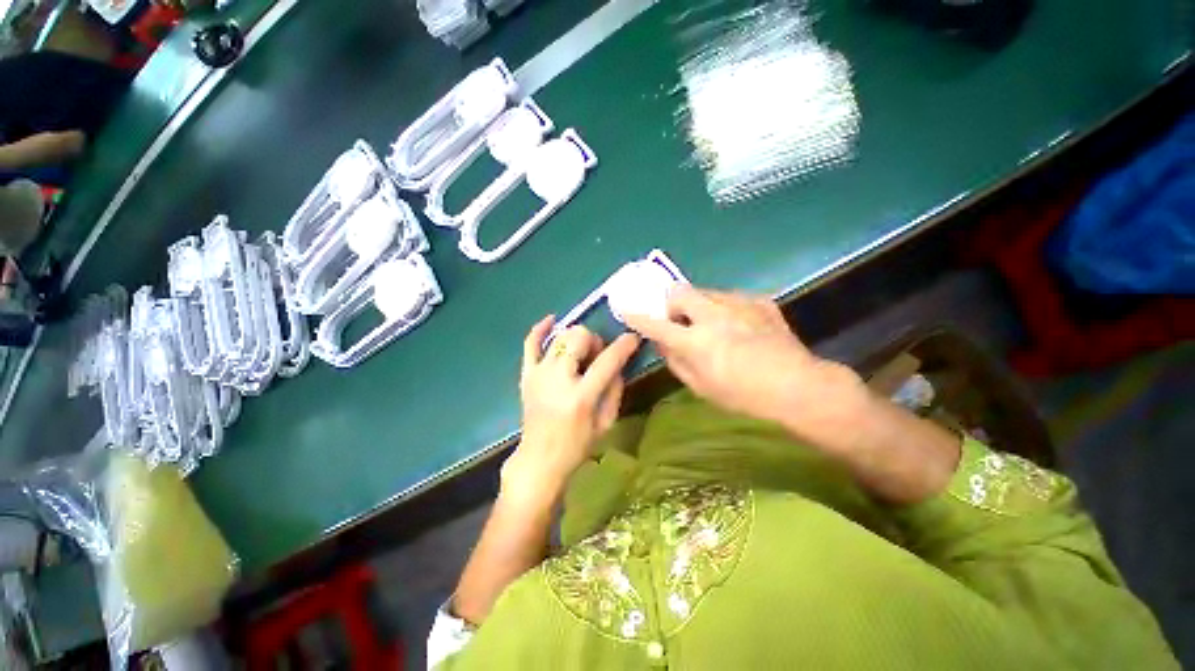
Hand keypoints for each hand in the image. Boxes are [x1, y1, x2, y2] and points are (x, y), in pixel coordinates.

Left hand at [503, 317, 640, 505]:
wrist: (539, 459)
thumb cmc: (577, 445)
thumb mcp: (606, 422)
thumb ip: (614, 389)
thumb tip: (617, 363)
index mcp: (580, 397)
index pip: (606, 361)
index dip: (623, 346)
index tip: (633, 338)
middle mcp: (557, 380)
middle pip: (578, 338)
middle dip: (594, 341)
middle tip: (597, 356)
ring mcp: (538, 375)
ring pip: (560, 336)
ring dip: (576, 339)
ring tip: (580, 355)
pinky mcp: (526, 375)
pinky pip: (530, 343)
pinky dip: (540, 329)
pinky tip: (552, 320)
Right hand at [622, 287, 866, 444]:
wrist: (798, 387)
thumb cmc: (744, 396)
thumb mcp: (701, 387)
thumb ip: (675, 362)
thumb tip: (661, 343)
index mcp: (696, 341)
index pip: (656, 324)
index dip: (638, 316)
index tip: (627, 309)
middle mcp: (713, 316)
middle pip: (679, 291)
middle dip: (673, 303)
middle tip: (681, 321)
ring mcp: (738, 304)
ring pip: (705, 291)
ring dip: (700, 305)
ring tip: (713, 324)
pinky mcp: (759, 301)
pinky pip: (731, 297)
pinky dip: (725, 308)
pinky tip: (739, 326)